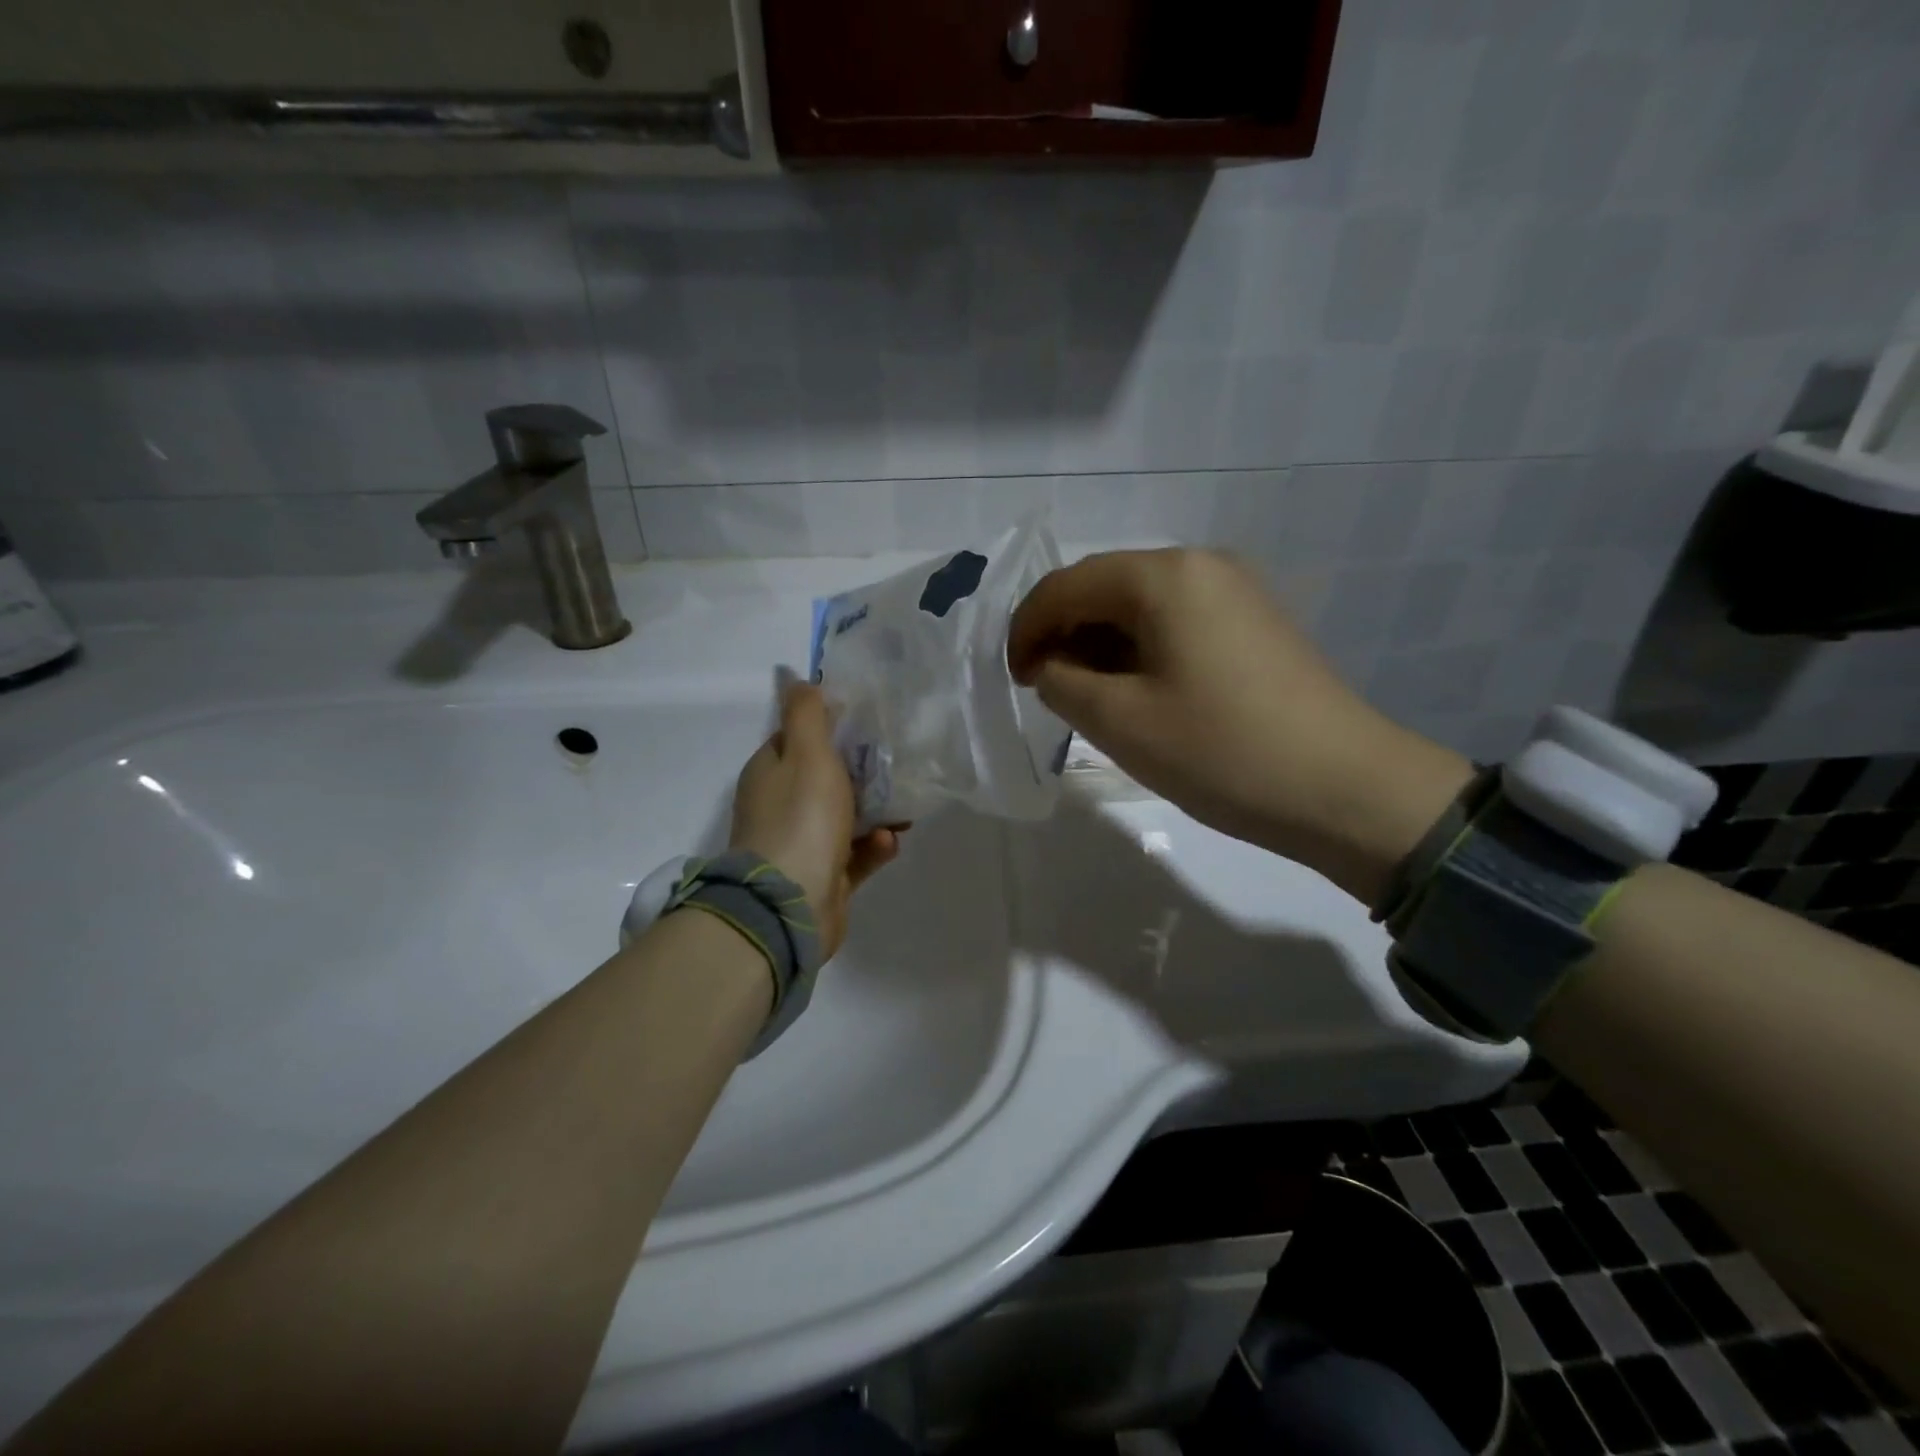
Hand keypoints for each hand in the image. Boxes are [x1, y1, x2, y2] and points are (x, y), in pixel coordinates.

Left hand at [729, 682, 902, 957]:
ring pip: (844, 818)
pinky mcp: (823, 877)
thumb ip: (806, 714)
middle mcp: (781, 805)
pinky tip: (890, 842)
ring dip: (875, 811)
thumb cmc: (801, 819)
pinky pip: (854, 854)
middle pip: (825, 778)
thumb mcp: (806, 753)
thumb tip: (793, 676)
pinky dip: (873, 847)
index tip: (866, 722)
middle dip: (862, 772)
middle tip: (896, 764)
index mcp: (770, 772)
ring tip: (904, 808)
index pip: (797, 738)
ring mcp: (801, 844)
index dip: (830, 727)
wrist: (790, 904)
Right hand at [1007, 549, 1471, 904]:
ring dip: (1101, 647)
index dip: (1026, 630)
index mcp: (1164, 576)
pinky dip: (1140, 652)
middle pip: (1104, 589)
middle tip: (1047, 692)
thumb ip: (1062, 683)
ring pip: (1140, 608)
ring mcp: (1235, 591)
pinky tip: (1138, 695)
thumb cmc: (1222, 752)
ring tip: (1089, 700)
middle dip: (1064, 636)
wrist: (1346, 790)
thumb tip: (1052, 666)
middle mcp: (1200, 565)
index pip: (1066, 586)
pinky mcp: (1253, 624)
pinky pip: (1175, 624)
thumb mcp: (1120, 722)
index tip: (1013, 680)